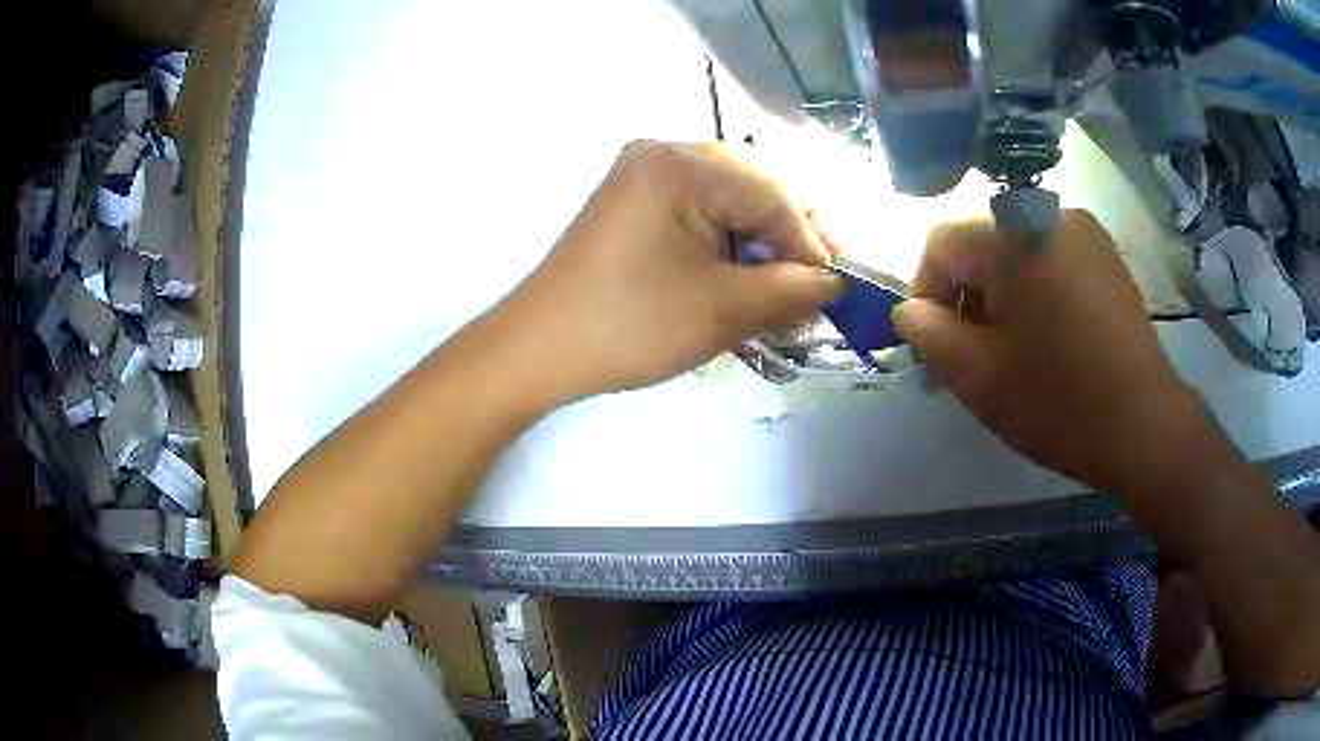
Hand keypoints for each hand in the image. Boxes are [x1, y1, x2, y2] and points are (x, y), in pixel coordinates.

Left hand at [498, 141, 842, 402]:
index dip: (813, 242)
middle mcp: (662, 152)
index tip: (838, 287)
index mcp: (681, 166)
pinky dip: (730, 237)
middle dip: (792, 234)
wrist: (536, 349)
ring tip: (786, 282)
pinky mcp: (634, 198)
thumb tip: (835, 282)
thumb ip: (791, 290)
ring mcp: (643, 172)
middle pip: (755, 184)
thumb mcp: (722, 310)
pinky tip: (744, 269)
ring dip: (763, 236)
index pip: (774, 194)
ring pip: (731, 194)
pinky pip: (700, 205)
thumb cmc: (628, 328)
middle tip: (819, 281)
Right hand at [893, 210, 1203, 492]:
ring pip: (1017, 251)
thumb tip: (910, 309)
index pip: (941, 242)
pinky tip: (1050, 335)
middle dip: (967, 294)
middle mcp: (1048, 214)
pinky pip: (1050, 258)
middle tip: (976, 352)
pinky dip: (1035, 289)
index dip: (926, 292)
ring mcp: (1084, 231)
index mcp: (1014, 236)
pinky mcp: (1106, 254)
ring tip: (1015, 347)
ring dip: (1002, 293)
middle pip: (981, 244)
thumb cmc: (1060, 402)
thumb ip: (929, 335)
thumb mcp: (978, 378)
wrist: (1145, 425)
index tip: (936, 343)